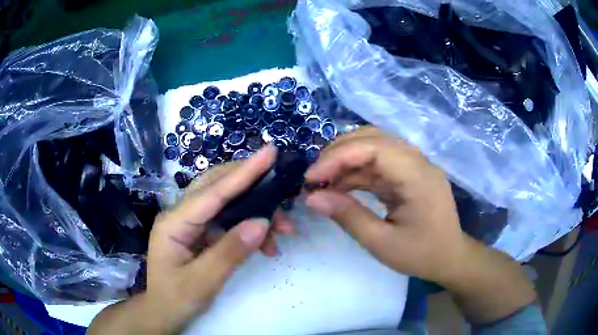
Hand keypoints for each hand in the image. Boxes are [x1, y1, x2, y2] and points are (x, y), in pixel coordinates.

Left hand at [89, 145, 294, 333]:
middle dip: (252, 186)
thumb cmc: (176, 299)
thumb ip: (230, 252)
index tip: (270, 152)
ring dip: (256, 211)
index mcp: (173, 224)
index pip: (212, 193)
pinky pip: (227, 220)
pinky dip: (249, 227)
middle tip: (282, 189)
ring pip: (226, 202)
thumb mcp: (203, 282)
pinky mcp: (199, 231)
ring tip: (284, 230)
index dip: (243, 173)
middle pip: (217, 187)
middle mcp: (180, 215)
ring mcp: (189, 222)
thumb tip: (262, 222)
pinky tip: (266, 243)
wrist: (163, 312)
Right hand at [304, 127, 535, 324]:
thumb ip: (347, 217)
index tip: (311, 178)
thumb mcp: (382, 243)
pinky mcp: (409, 173)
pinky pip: (379, 163)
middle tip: (314, 177)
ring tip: (322, 181)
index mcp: (418, 176)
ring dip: (345, 160)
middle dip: (338, 153)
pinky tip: (340, 186)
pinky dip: (357, 171)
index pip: (374, 148)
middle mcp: (418, 161)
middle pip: (373, 138)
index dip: (338, 157)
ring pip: (374, 146)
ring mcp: (415, 165)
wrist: (450, 258)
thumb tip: (311, 198)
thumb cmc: (422, 255)